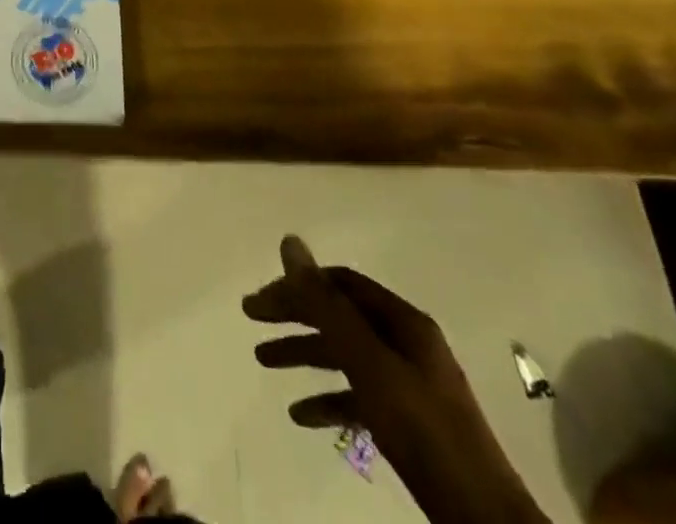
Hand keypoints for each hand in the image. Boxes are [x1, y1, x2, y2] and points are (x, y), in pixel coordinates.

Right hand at [244, 238, 546, 523]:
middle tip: (251, 320)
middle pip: (340, 316)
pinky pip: (359, 397)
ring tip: (263, 361)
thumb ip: (327, 305)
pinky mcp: (410, 425)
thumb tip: (289, 243)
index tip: (260, 301)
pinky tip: (301, 414)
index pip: (339, 284)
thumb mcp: (369, 364)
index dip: (297, 286)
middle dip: (295, 316)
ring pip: (346, 355)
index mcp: (403, 322)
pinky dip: (328, 398)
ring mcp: (411, 385)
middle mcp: (407, 344)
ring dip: (304, 353)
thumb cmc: (424, 433)